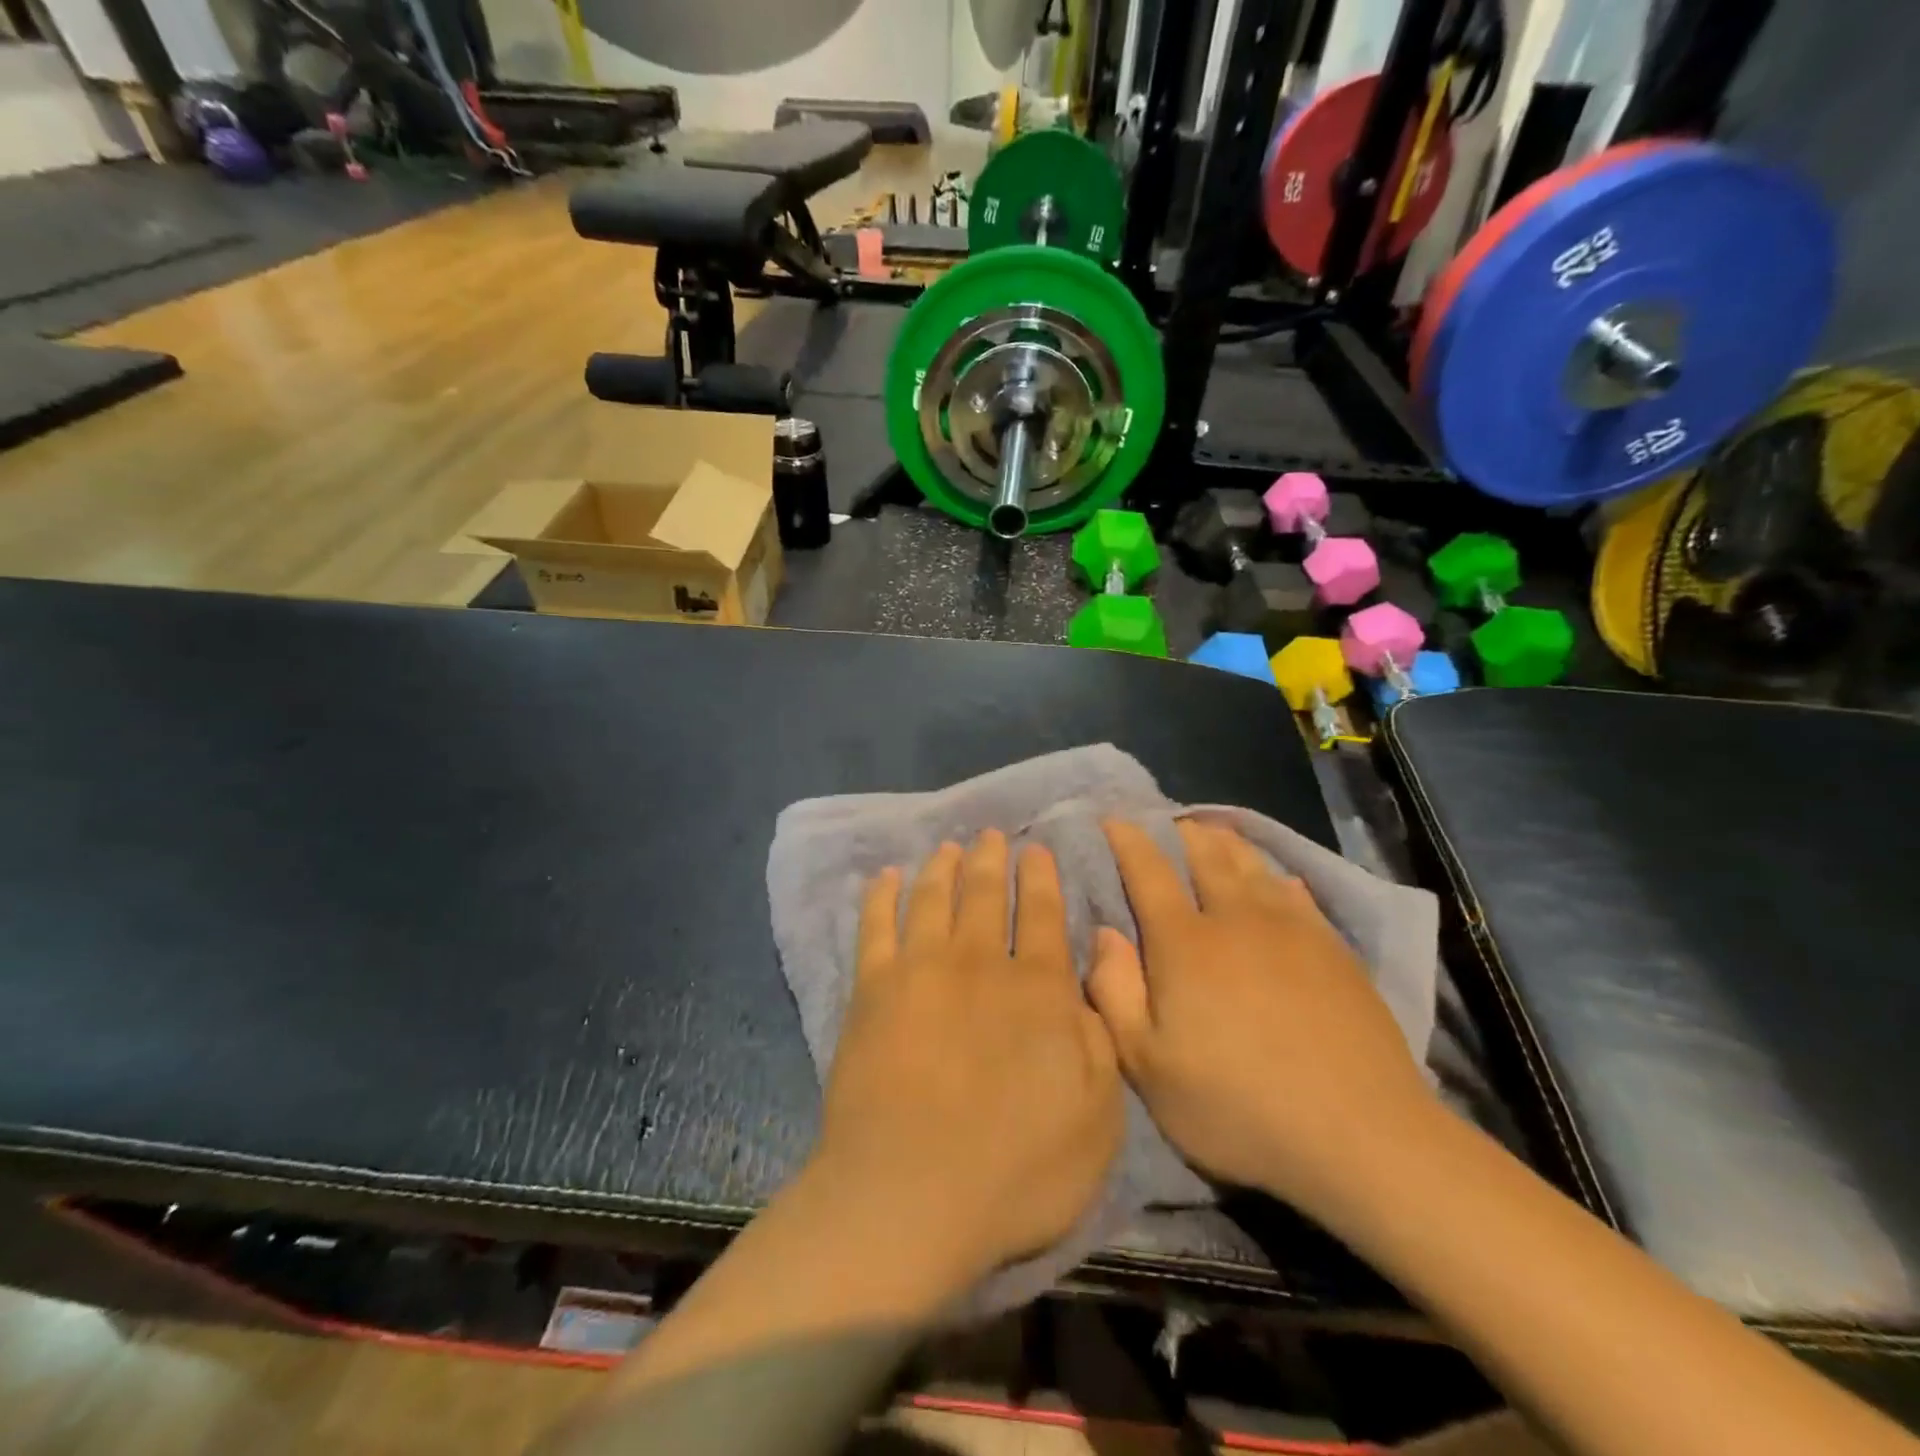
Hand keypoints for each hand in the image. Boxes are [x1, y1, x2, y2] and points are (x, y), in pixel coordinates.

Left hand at [811, 831, 1123, 1285]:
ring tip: (948, 847)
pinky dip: (881, 895)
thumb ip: (1101, 1035)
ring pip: (933, 897)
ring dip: (943, 867)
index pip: (1041, 913)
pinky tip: (885, 877)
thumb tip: (1094, 969)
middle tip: (990, 835)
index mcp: (1037, 987)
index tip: (1035, 849)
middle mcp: (979, 961)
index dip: (1040, 877)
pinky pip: (876, 925)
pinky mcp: (872, 988)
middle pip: (985, 893)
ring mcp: (920, 969)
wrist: (911, 1196)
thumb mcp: (1099, 1116)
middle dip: (991, 860)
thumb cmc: (1018, 1171)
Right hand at [1087, 818, 1438, 1219]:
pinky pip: (1297, 893)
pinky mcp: (1333, 949)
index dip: (1128, 841)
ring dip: (1227, 843)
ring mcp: (1292, 930)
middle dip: (1181, 832)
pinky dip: (1276, 876)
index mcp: (1184, 943)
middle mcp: (1236, 919)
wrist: (1359, 1135)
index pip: (1148, 872)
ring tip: (1214, 832)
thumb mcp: (1148, 1066)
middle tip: (1167, 821)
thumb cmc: (1237, 1106)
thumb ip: (1115, 992)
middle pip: (1206, 856)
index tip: (1114, 819)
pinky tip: (1277, 879)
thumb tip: (1104, 932)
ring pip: (1252, 866)